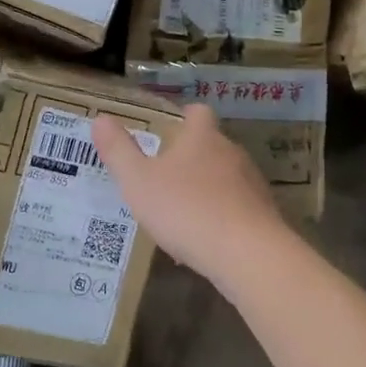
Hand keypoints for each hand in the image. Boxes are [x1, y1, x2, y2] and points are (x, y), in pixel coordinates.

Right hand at [91, 105, 295, 288]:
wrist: (248, 254)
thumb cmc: (186, 209)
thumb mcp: (138, 181)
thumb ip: (119, 151)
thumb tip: (101, 120)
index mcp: (202, 137)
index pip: (198, 112)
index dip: (184, 116)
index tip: (167, 129)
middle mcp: (231, 153)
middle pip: (211, 145)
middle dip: (190, 158)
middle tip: (163, 176)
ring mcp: (252, 184)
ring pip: (224, 179)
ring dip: (204, 191)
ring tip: (179, 214)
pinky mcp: (264, 215)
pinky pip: (236, 210)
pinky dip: (219, 219)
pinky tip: (201, 243)